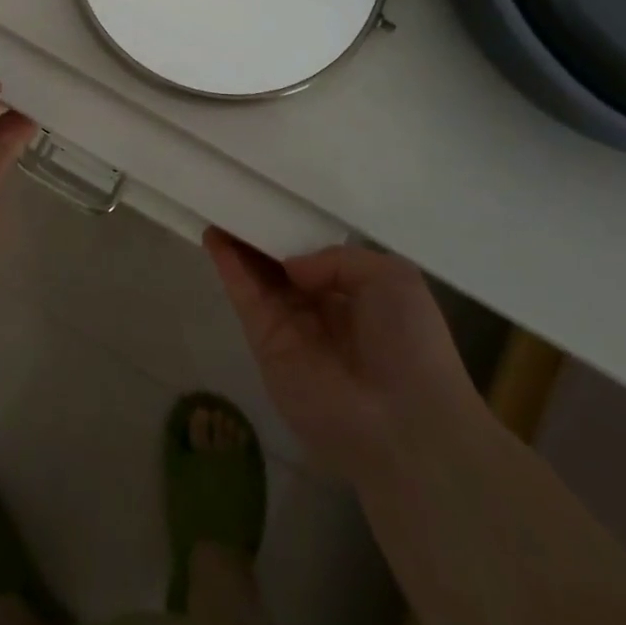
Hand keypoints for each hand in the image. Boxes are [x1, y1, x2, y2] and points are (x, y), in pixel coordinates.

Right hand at [206, 230, 482, 481]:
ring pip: (259, 278)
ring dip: (239, 245)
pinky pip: (246, 298)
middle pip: (282, 266)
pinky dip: (229, 267)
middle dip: (262, 235)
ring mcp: (291, 329)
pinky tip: (215, 236)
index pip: (318, 258)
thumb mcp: (392, 277)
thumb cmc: (410, 344)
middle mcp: (321, 311)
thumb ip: (338, 258)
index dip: (295, 232)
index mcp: (357, 297)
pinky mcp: (266, 346)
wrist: (403, 424)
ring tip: (219, 207)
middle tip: (238, 200)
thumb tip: (292, 266)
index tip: (275, 203)